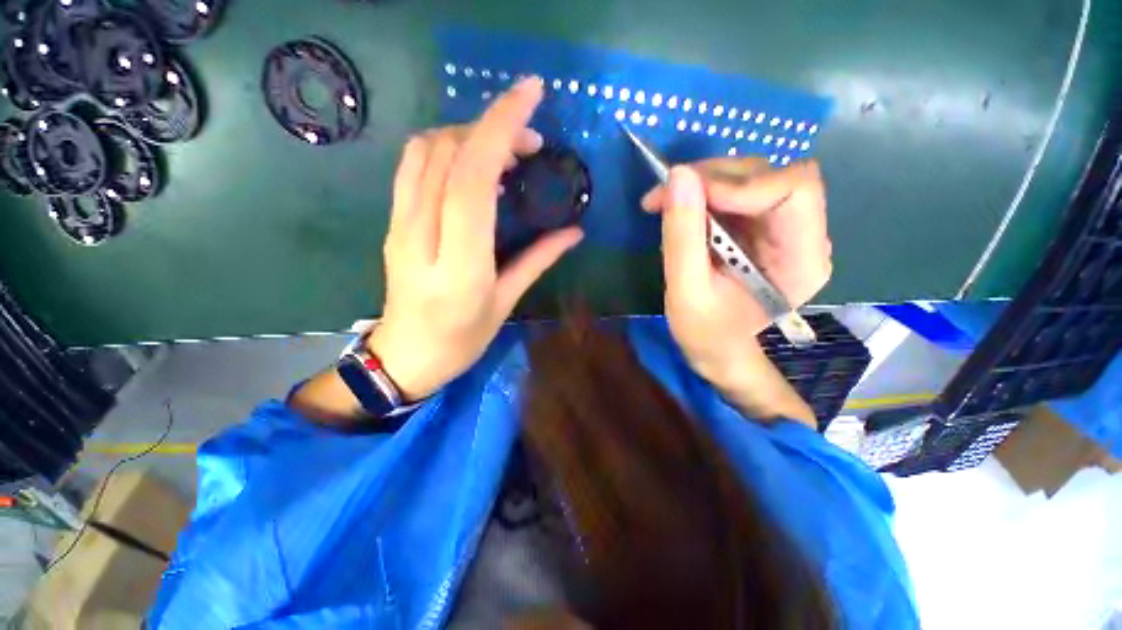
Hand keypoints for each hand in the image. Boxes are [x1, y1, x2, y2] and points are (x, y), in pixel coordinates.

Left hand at [369, 77, 583, 400]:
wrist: (405, 356)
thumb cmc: (461, 340)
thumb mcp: (505, 303)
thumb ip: (538, 261)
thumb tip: (574, 232)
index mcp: (460, 265)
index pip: (473, 177)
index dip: (501, 127)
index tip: (531, 94)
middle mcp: (422, 236)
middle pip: (448, 154)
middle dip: (492, 128)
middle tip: (530, 143)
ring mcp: (400, 226)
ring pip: (425, 151)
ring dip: (467, 134)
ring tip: (503, 151)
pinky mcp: (393, 223)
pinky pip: (413, 167)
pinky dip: (445, 148)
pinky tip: (472, 164)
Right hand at [642, 159, 830, 387]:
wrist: (717, 349)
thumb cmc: (706, 332)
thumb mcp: (686, 291)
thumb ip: (683, 237)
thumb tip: (679, 175)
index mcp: (802, 260)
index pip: (793, 190)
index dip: (741, 184)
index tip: (688, 196)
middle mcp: (803, 235)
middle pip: (770, 176)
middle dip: (714, 177)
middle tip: (665, 195)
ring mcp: (781, 229)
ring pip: (750, 177)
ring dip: (703, 182)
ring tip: (664, 203)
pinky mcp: (759, 227)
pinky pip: (734, 192)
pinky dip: (702, 193)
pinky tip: (678, 209)